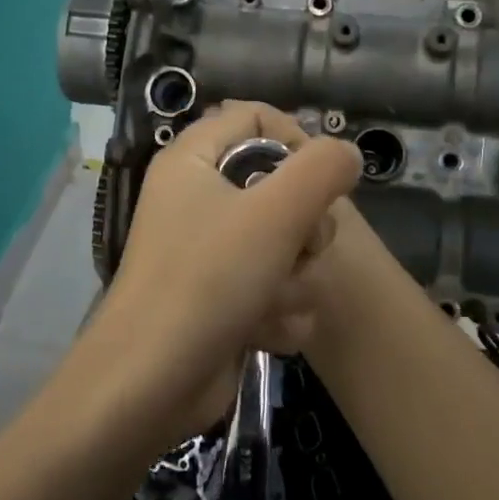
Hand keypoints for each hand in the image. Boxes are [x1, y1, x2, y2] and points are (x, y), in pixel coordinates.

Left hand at [86, 102, 360, 444]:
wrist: (151, 383)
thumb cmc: (208, 280)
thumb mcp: (274, 213)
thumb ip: (321, 170)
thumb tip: (347, 154)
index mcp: (194, 159)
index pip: (255, 117)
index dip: (296, 139)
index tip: (322, 178)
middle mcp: (198, 197)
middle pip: (280, 186)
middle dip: (302, 228)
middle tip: (297, 248)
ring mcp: (208, 251)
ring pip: (284, 244)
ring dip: (293, 279)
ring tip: (271, 300)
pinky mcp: (220, 298)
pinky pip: (273, 288)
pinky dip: (277, 312)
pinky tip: (262, 333)